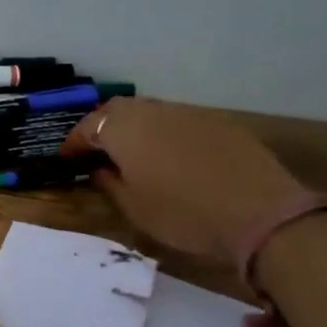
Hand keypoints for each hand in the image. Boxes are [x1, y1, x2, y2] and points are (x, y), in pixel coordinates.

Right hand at [63, 98, 301, 260]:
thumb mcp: (135, 208)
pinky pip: (178, 122)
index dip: (74, 143)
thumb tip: (100, 170)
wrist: (260, 214)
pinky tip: (170, 157)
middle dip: (102, 127)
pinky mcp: (218, 123)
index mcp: (124, 129)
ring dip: (134, 128)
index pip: (88, 127)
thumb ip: (110, 184)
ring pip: (150, 112)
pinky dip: (164, 134)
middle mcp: (153, 111)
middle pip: (117, 110)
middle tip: (95, 151)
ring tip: (130, 154)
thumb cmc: (184, 215)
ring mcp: (189, 113)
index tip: (66, 159)